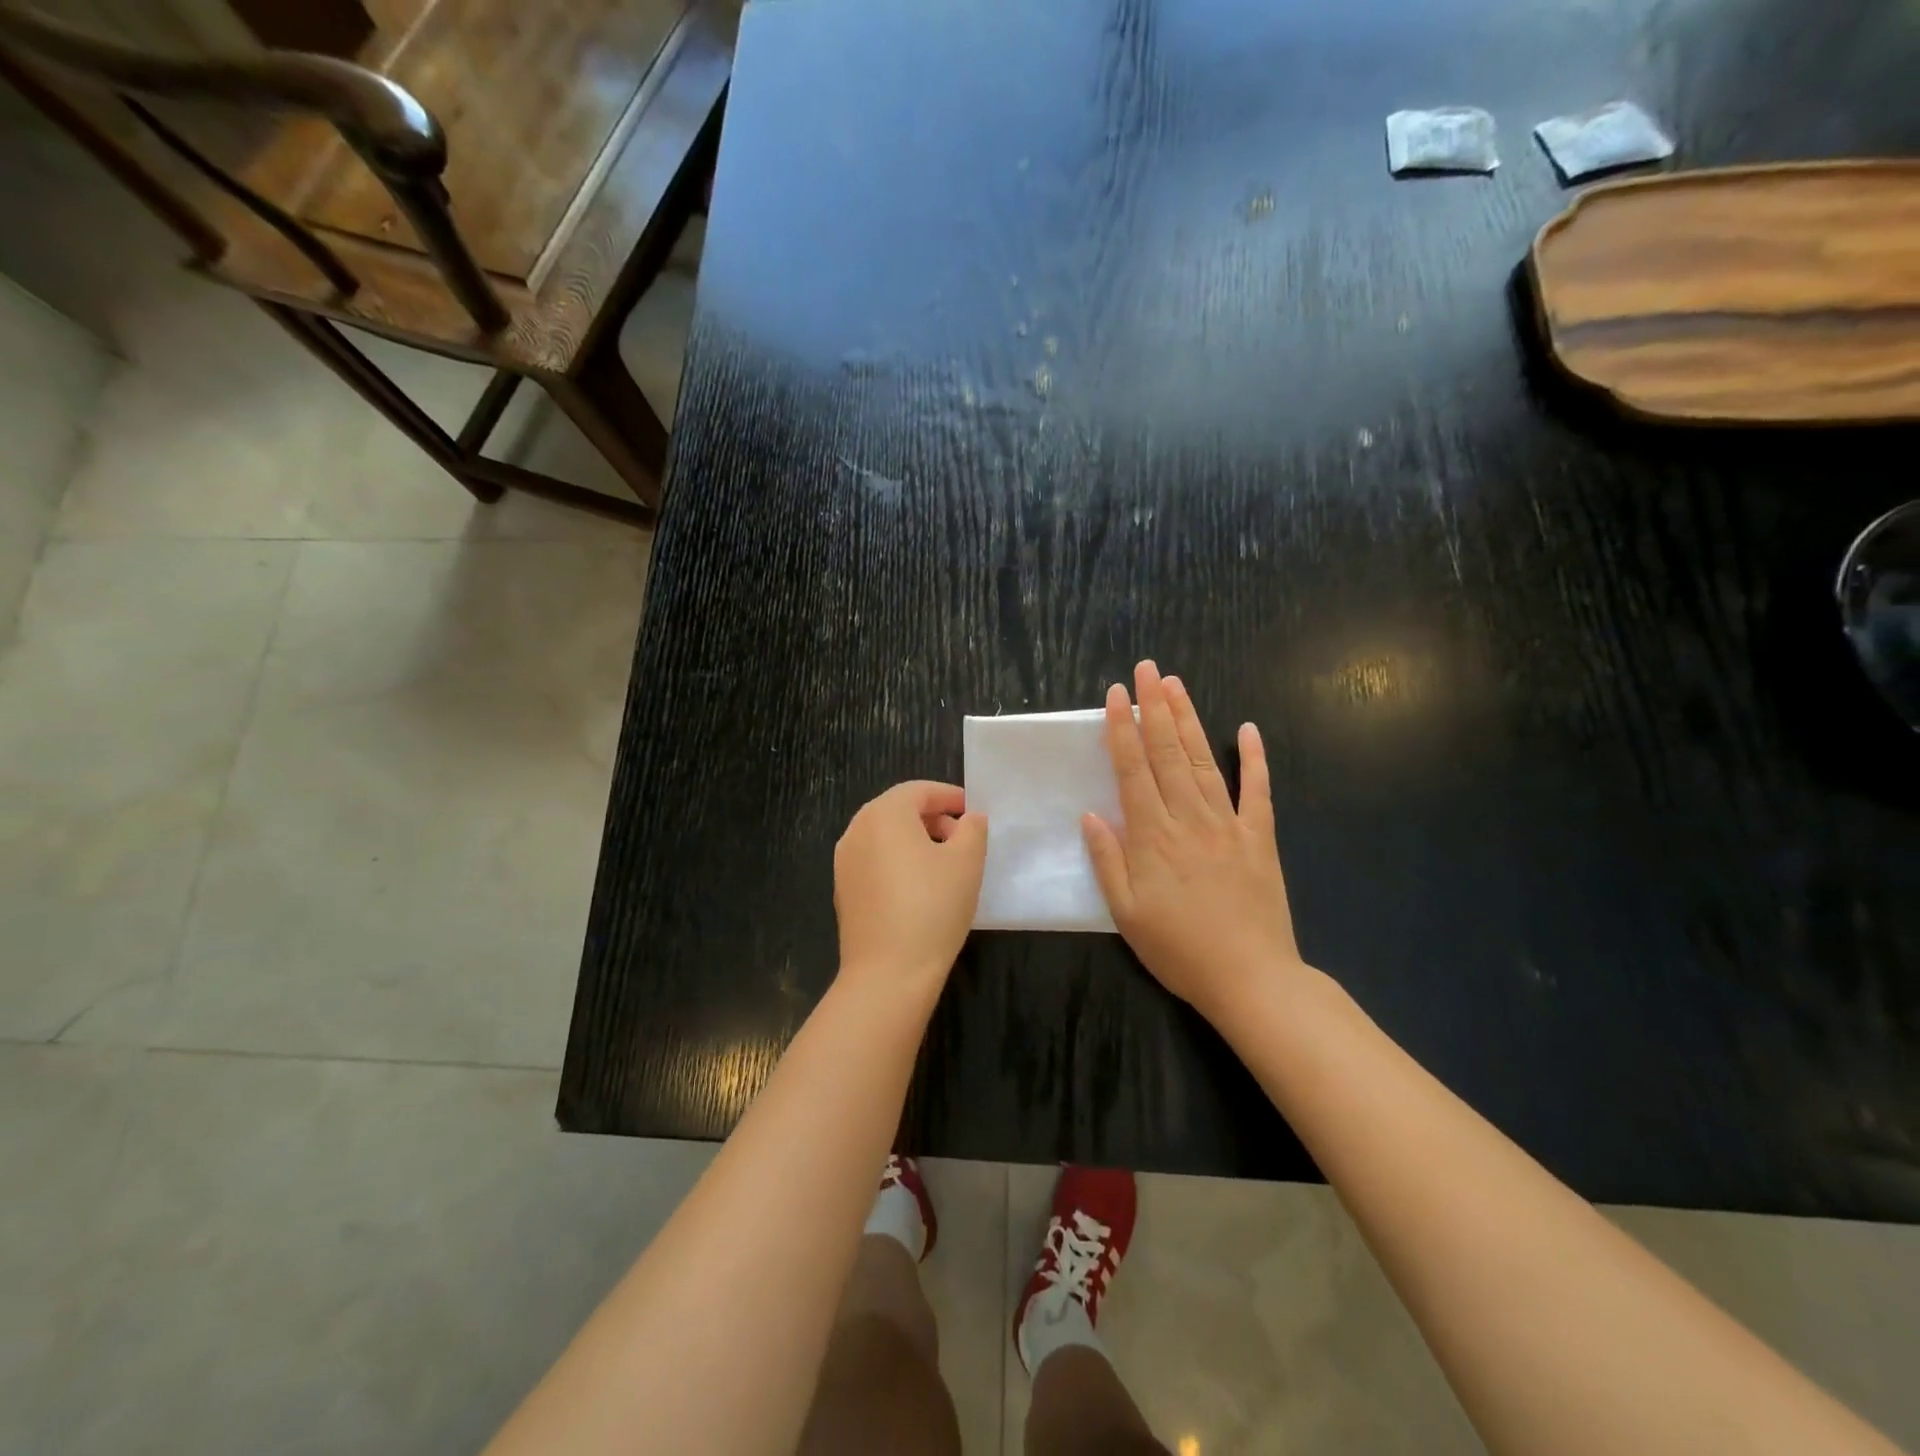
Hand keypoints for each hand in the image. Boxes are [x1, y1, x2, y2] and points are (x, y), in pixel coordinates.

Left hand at [834, 781, 988, 1002]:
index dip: (949, 797)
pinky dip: (897, 861)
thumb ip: (972, 829)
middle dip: (932, 818)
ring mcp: (845, 862)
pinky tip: (919, 888)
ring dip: (915, 840)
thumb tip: (969, 819)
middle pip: (898, 810)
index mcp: (884, 814)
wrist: (888, 972)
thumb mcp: (967, 862)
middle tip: (962, 838)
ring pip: (884, 836)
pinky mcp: (843, 890)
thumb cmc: (933, 906)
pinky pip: (874, 861)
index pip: (919, 790)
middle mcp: (857, 830)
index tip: (973, 812)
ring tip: (944, 864)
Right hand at [1082, 661, 1305, 1023]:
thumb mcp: (1126, 913)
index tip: (1115, 695)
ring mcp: (1229, 824)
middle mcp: (1189, 819)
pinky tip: (1248, 729)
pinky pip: (1258, 790)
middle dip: (1154, 708)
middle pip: (1167, 753)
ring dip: (1188, 721)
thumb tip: (1091, 814)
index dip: (1121, 730)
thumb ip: (1107, 860)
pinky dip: (1255, 758)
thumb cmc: (1179, 949)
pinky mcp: (1260, 837)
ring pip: (1203, 762)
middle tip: (1147, 669)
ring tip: (1176, 685)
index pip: (1133, 770)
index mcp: (1153, 836)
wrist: (1250, 978)